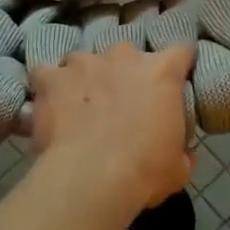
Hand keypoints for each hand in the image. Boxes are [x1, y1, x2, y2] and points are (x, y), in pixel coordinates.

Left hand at [28, 43, 195, 215]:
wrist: (91, 178)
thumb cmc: (144, 171)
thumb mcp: (179, 167)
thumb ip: (182, 149)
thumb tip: (183, 152)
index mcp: (161, 72)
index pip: (181, 52)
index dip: (180, 64)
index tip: (177, 79)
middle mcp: (124, 56)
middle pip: (128, 54)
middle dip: (126, 73)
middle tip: (122, 102)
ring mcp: (84, 62)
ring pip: (85, 61)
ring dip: (86, 77)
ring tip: (82, 104)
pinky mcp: (52, 77)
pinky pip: (46, 74)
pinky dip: (48, 86)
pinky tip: (49, 103)